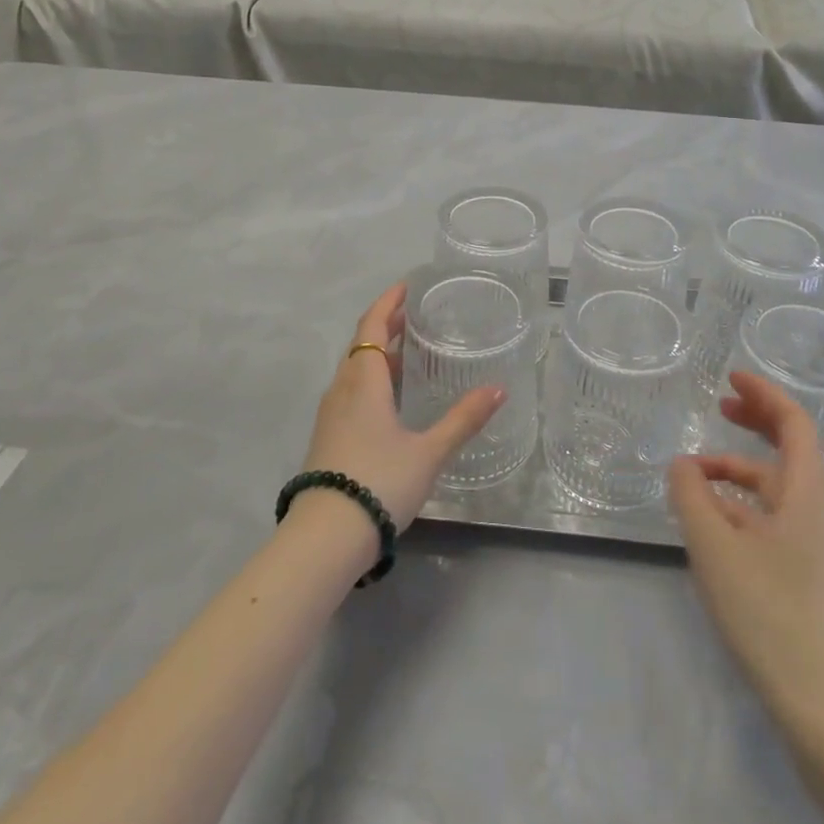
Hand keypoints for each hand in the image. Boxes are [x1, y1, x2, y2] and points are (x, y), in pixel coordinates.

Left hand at [298, 282, 506, 530]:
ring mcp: (331, 414)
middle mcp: (343, 389)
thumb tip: (499, 389)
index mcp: (363, 381)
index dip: (388, 303)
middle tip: (415, 314)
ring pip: (355, 369)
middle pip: (362, 344)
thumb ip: (463, 419)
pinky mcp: (328, 436)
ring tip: (409, 352)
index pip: (372, 326)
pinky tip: (391, 398)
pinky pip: (351, 391)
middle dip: (386, 325)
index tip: (406, 285)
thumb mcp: (429, 452)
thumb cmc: (379, 482)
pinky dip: (372, 379)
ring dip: (379, 354)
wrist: (325, 537)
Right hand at [668, 371, 823, 718]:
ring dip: (740, 468)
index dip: (763, 394)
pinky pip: (775, 515)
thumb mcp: (714, 545)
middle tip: (720, 404)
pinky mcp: (808, 569)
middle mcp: (820, 508)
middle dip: (755, 421)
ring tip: (694, 474)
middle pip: (791, 447)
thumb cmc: (767, 611)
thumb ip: (691, 494)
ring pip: (778, 485)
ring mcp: (817, 541)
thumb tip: (682, 465)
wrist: (819, 701)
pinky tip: (712, 518)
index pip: (794, 422)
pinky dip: (743, 502)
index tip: (730, 377)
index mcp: (808, 492)